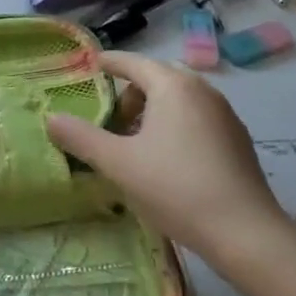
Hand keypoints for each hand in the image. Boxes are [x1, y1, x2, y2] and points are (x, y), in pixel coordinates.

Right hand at [46, 50, 292, 268]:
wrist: (245, 233)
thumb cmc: (175, 188)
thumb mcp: (119, 163)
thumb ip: (81, 138)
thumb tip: (50, 118)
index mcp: (173, 86)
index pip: (134, 62)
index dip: (110, 62)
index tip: (92, 65)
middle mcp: (202, 90)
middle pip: (158, 78)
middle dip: (131, 92)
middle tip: (110, 119)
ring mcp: (225, 114)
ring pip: (179, 99)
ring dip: (153, 110)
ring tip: (134, 143)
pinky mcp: (237, 140)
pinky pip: (197, 117)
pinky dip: (175, 124)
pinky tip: (166, 159)